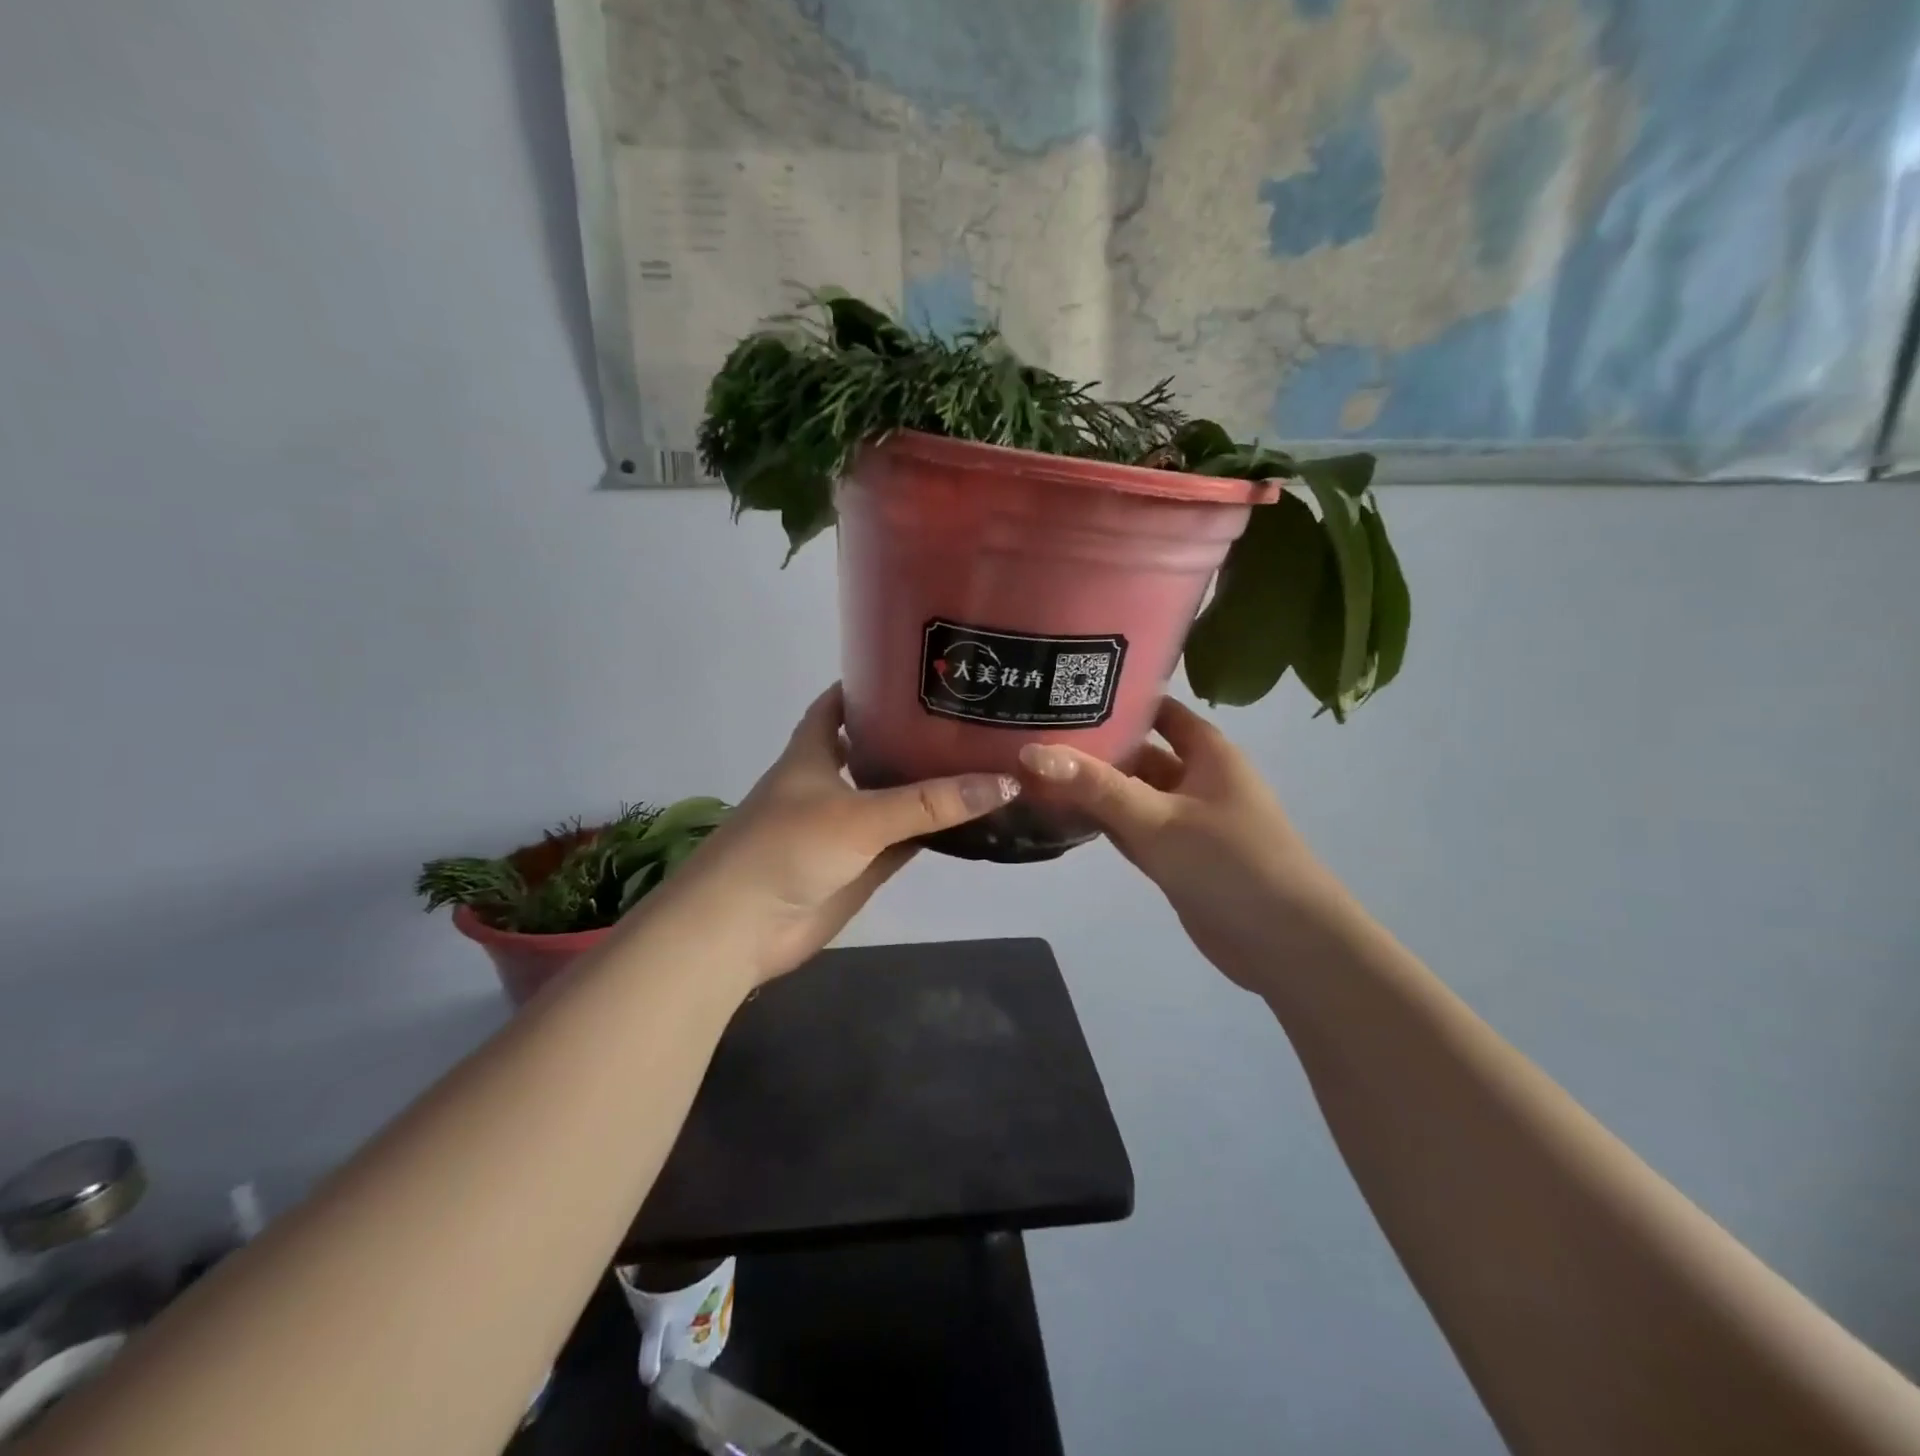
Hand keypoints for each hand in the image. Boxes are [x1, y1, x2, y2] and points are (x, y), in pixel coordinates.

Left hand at [665, 684, 1019, 983]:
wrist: (742, 926)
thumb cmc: (788, 847)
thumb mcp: (860, 815)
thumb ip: (929, 803)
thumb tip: (1004, 781)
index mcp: (813, 753)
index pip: (837, 704)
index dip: (866, 684)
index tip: (912, 670)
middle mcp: (828, 783)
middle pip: (873, 748)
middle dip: (910, 734)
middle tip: (966, 716)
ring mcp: (845, 827)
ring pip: (893, 797)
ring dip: (926, 784)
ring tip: (980, 758)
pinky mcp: (859, 866)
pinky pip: (903, 840)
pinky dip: (931, 831)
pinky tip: (970, 818)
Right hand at [1018, 698, 1349, 987]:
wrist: (1285, 944)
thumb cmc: (1229, 863)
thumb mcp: (1158, 818)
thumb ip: (1096, 786)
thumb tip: (1030, 751)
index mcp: (1207, 752)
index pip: (1158, 709)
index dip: (1118, 698)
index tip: (1064, 690)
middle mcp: (1197, 778)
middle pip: (1139, 753)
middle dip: (1094, 746)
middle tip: (1032, 733)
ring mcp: (1186, 820)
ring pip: (1132, 794)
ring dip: (1093, 788)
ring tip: (1033, 770)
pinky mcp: (1176, 857)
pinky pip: (1133, 828)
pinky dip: (1104, 822)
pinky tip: (1062, 816)